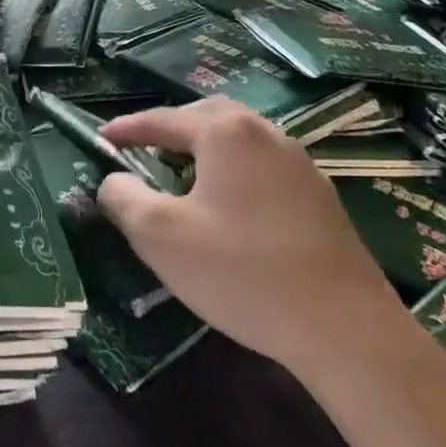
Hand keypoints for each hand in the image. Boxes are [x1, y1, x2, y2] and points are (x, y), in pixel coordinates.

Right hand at [98, 99, 404, 373]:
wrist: (346, 330)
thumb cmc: (241, 272)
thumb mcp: (160, 235)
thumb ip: (123, 197)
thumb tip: (113, 180)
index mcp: (225, 133)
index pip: (161, 119)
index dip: (126, 129)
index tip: (99, 139)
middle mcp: (265, 134)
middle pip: (206, 116)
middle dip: (169, 128)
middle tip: (142, 150)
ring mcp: (300, 164)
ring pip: (240, 138)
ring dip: (204, 147)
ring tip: (181, 175)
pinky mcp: (320, 197)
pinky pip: (263, 164)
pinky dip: (233, 169)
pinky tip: (228, 205)